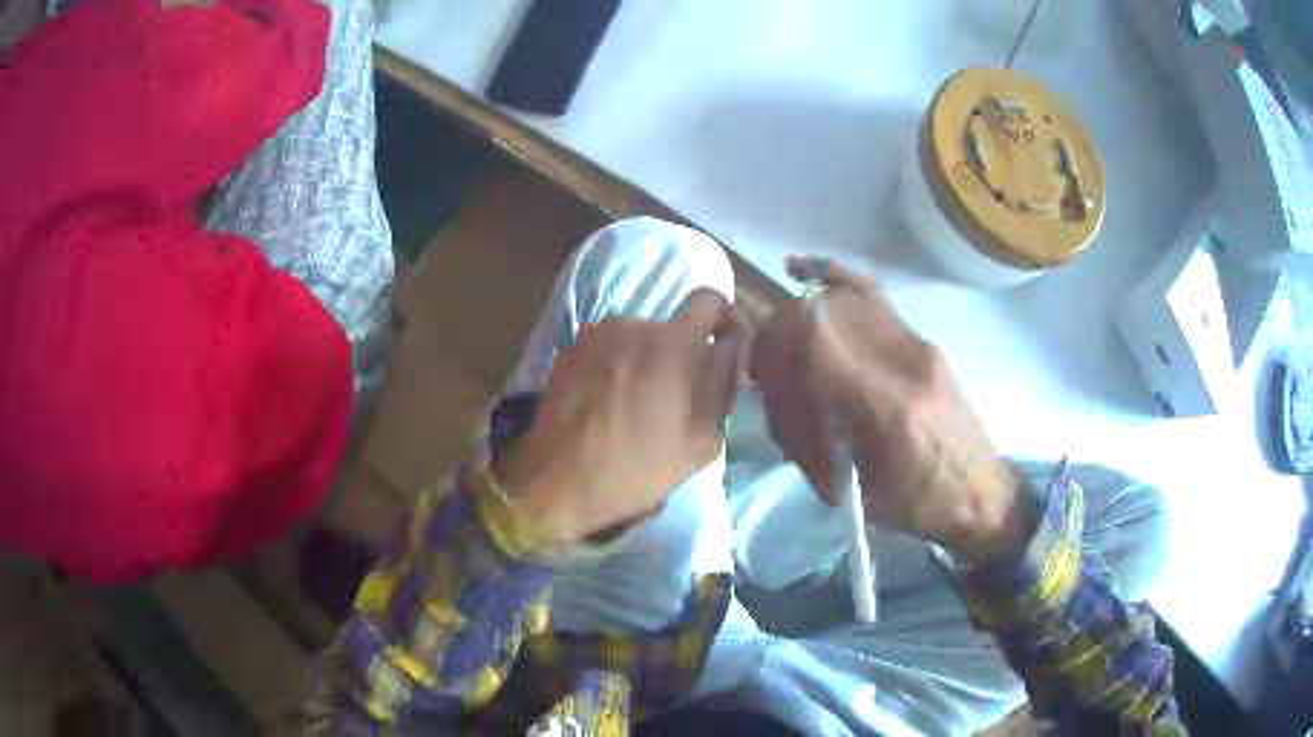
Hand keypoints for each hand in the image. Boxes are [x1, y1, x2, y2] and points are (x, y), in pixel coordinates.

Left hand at [499, 290, 744, 545]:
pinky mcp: (568, 349)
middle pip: (671, 327)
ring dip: (643, 361)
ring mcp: (595, 334)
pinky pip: (605, 348)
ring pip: (636, 338)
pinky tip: (604, 404)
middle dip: (680, 354)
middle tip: (675, 398)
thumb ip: (722, 386)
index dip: (723, 318)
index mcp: (674, 342)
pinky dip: (613, 366)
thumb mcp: (701, 443)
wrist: (558, 481)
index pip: (710, 299)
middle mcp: (634, 324)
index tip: (722, 346)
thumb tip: (730, 348)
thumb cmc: (637, 468)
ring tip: (635, 405)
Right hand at [749, 257, 1029, 562]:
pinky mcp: (920, 339)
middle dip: (775, 347)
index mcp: (890, 408)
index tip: (765, 399)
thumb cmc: (920, 508)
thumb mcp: (859, 492)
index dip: (774, 365)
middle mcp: (904, 360)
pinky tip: (799, 269)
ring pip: (836, 299)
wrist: (980, 495)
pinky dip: (831, 275)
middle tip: (771, 388)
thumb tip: (776, 402)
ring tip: (786, 364)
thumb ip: (814, 440)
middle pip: (816, 316)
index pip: (814, 347)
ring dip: (793, 324)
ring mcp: (916, 342)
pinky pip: (869, 291)